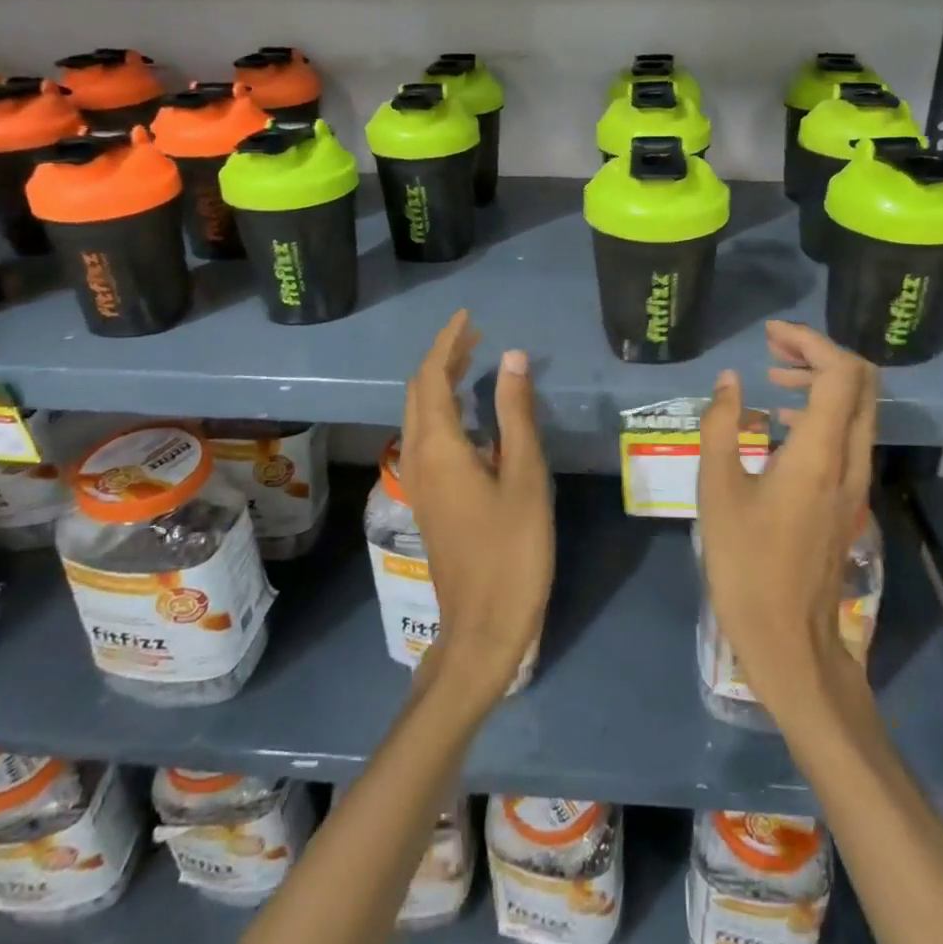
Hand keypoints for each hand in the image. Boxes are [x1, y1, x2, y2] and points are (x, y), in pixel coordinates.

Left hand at [399, 310, 553, 707]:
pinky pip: (428, 437)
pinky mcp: (428, 499)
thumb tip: (512, 357)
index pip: (431, 377)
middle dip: (442, 359)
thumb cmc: (512, 550)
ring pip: (420, 416)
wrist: (483, 626)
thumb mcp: (525, 476)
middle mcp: (418, 457)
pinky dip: (445, 411)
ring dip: (442, 384)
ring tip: (475, 364)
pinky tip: (473, 417)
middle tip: (475, 337)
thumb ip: (516, 414)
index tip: (468, 317)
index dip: (447, 342)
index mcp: (438, 447)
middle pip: (419, 393)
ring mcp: (419, 481)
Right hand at [696, 321, 876, 710]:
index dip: (810, 342)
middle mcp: (850, 460)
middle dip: (820, 353)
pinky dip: (821, 410)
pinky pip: (847, 434)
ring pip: (856, 408)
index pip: (839, 373)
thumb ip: (720, 426)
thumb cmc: (745, 564)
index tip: (770, 335)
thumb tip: (728, 380)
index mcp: (819, 453)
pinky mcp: (848, 497)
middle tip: (774, 348)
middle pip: (860, 383)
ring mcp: (855, 481)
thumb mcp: (717, 490)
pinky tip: (779, 420)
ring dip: (821, 380)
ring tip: (772, 375)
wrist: (789, 639)